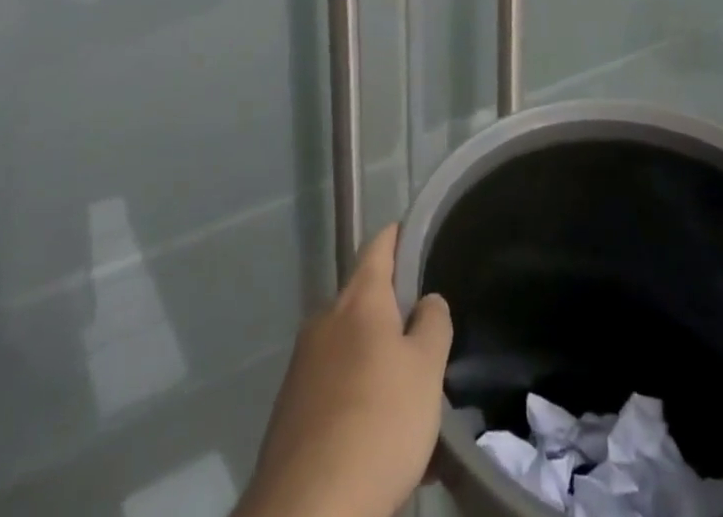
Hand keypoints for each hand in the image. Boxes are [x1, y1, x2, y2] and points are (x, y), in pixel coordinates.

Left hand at [237, 225, 453, 516]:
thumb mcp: (426, 370)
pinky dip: (357, 397)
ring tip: (407, 394)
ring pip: (350, 348)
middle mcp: (325, 320)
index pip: (378, 246)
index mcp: (359, 300)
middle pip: (364, 300)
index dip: (398, 235)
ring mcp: (302, 365)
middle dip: (392, 313)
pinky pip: (334, 387)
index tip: (415, 233)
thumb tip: (427, 300)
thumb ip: (432, 324)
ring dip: (376, 361)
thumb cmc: (378, 423)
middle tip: (425, 335)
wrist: (308, 509)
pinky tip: (377, 432)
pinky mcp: (290, 410)